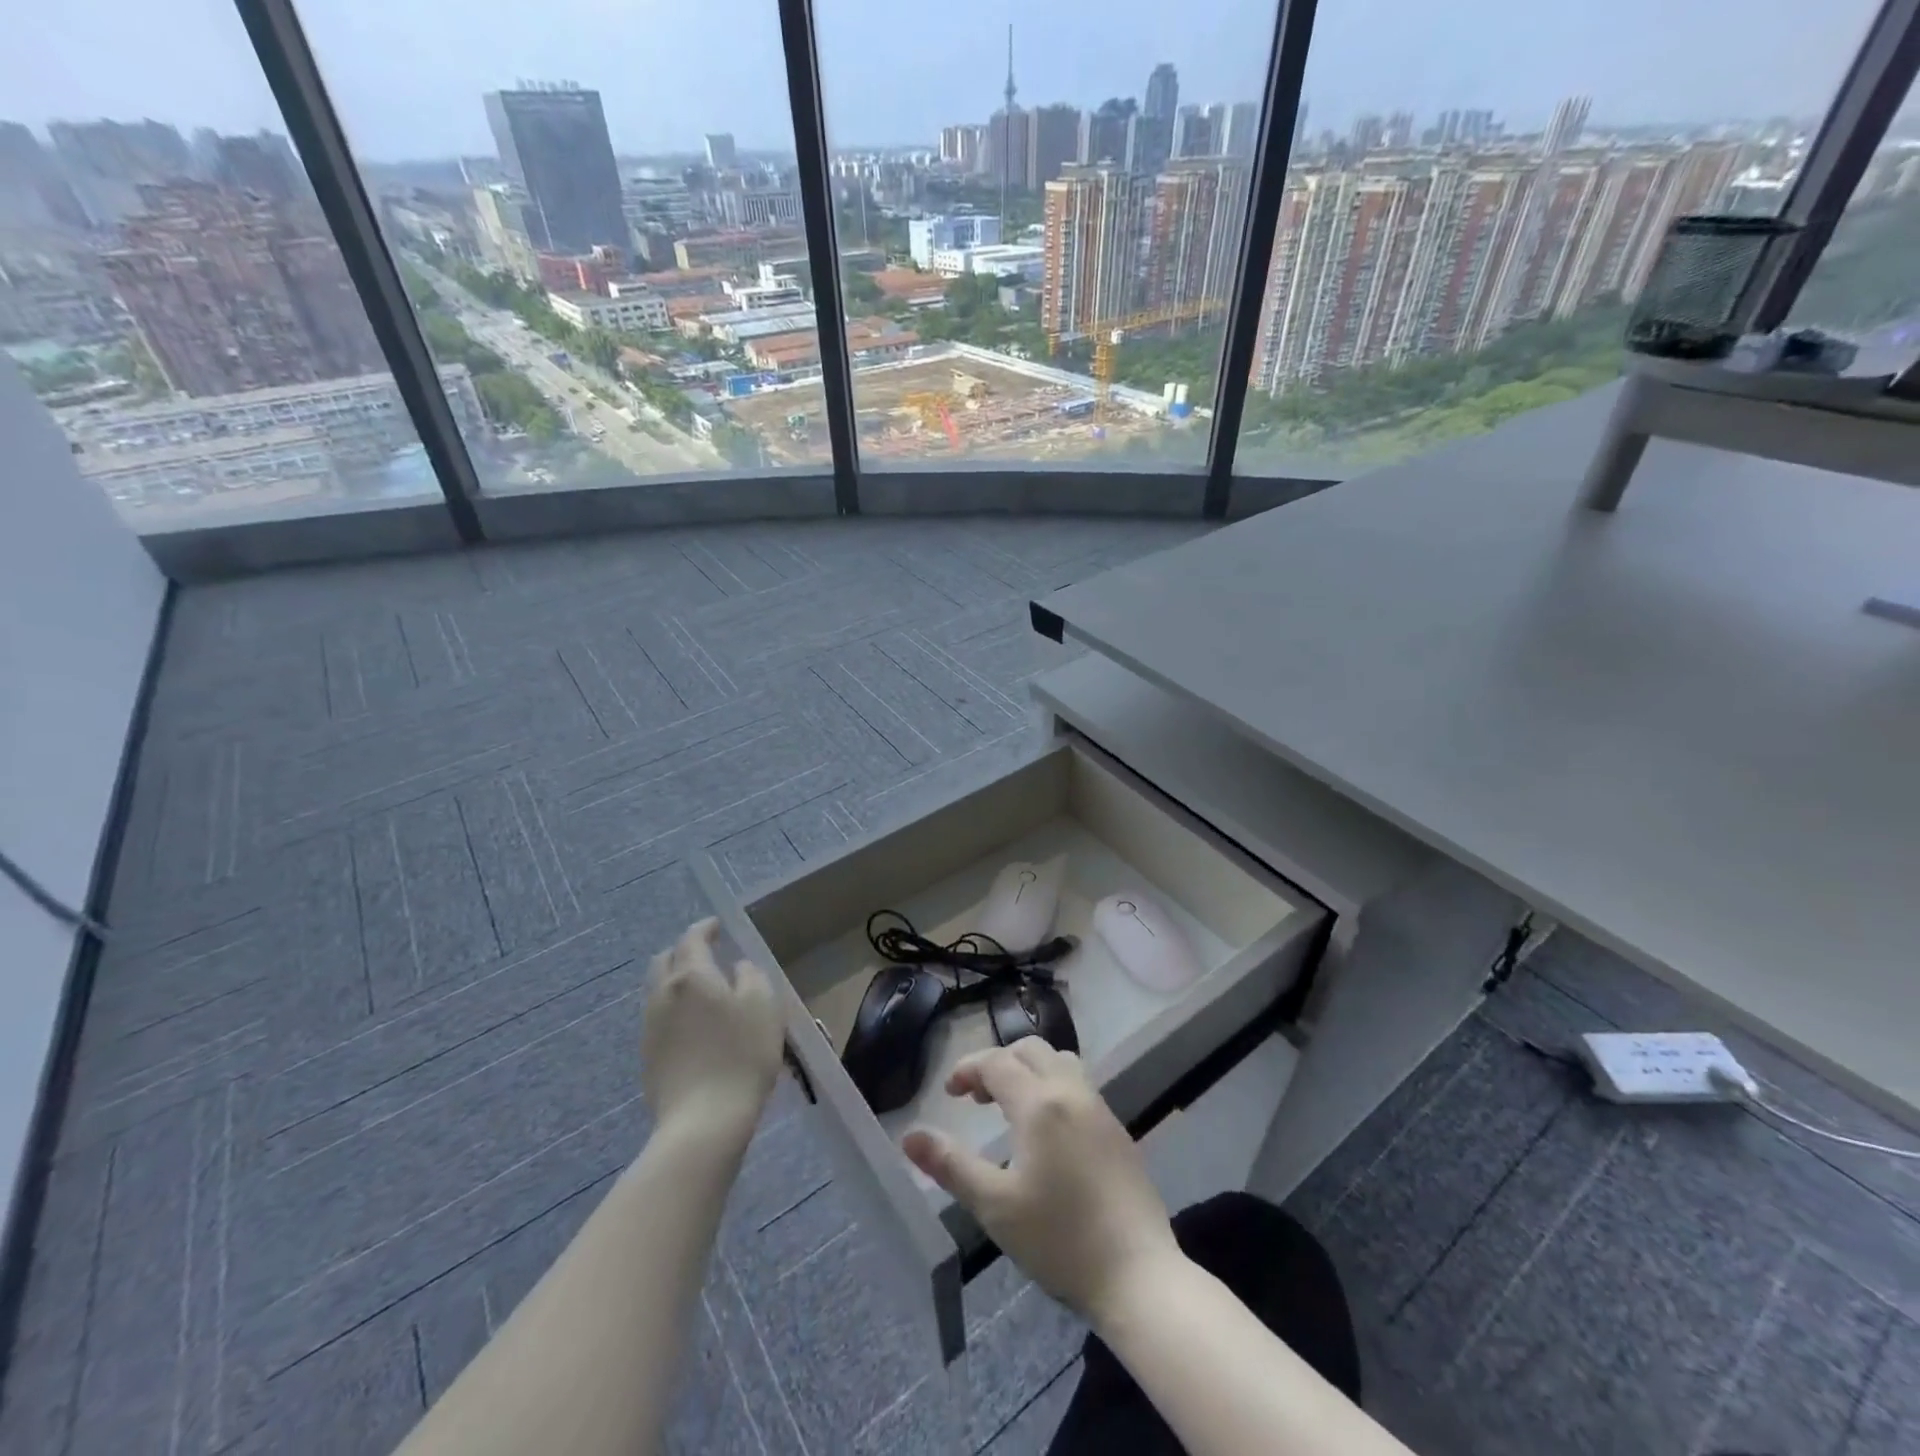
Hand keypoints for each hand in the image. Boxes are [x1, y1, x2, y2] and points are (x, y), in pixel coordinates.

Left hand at [640, 919, 782, 1139]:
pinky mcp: (647, 1056)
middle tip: (707, 954)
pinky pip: (658, 1017)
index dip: (705, 928)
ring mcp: (650, 1026)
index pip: (692, 939)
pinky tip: (694, 1024)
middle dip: (684, 951)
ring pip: (658, 989)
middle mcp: (663, 994)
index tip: (718, 926)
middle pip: (665, 960)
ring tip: (701, 990)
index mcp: (691, 976)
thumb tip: (736, 968)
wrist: (704, 1121)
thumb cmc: (742, 1055)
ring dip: (676, 980)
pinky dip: (674, 1008)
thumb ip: (751, 976)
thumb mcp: (764, 1005)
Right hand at [902, 1041, 1181, 1321]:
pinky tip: (1048, 1130)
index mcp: (1039, 1103)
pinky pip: (1079, 1085)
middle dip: (999, 1063)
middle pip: (1030, 1050)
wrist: (1137, 1274)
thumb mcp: (994, 1205)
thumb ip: (950, 1165)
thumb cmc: (1059, 1239)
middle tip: (977, 1097)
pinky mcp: (1118, 1130)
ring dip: (1030, 1070)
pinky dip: (1054, 1086)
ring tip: (1012, 1106)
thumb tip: (909, 1136)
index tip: (949, 1092)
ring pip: (1060, 1062)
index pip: (997, 1062)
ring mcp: (1100, 1108)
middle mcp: (1071, 1092)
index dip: (968, 1069)